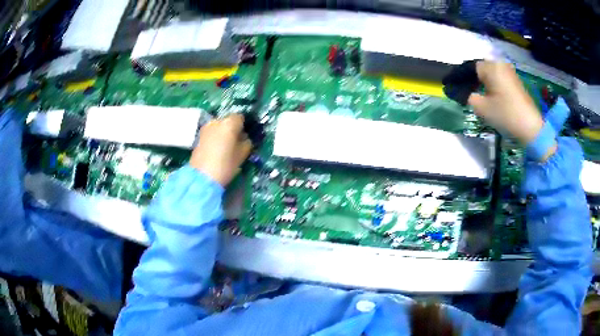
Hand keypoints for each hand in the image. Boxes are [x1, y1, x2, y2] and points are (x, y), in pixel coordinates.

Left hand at [190, 114, 251, 186]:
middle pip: (227, 121)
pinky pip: (210, 134)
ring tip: (225, 148)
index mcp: (229, 123)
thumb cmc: (226, 165)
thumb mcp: (243, 155)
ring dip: (222, 134)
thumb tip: (244, 138)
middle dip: (232, 129)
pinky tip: (216, 150)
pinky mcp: (198, 137)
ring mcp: (205, 128)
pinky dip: (214, 138)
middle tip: (235, 142)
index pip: (240, 118)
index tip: (244, 136)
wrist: (202, 177)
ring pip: (218, 127)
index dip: (243, 127)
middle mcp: (216, 121)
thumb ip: (246, 142)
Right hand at [468, 61, 555, 160]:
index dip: (460, 77)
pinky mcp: (515, 81)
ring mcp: (509, 72)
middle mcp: (500, 64)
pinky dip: (491, 84)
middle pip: (480, 68)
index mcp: (491, 67)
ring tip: (475, 93)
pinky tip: (489, 95)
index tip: (452, 87)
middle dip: (471, 78)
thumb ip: (468, 97)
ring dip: (481, 81)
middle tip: (463, 91)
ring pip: (490, 73)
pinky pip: (498, 78)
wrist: (531, 127)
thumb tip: (461, 92)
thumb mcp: (482, 108)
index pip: (469, 67)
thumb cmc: (506, 115)